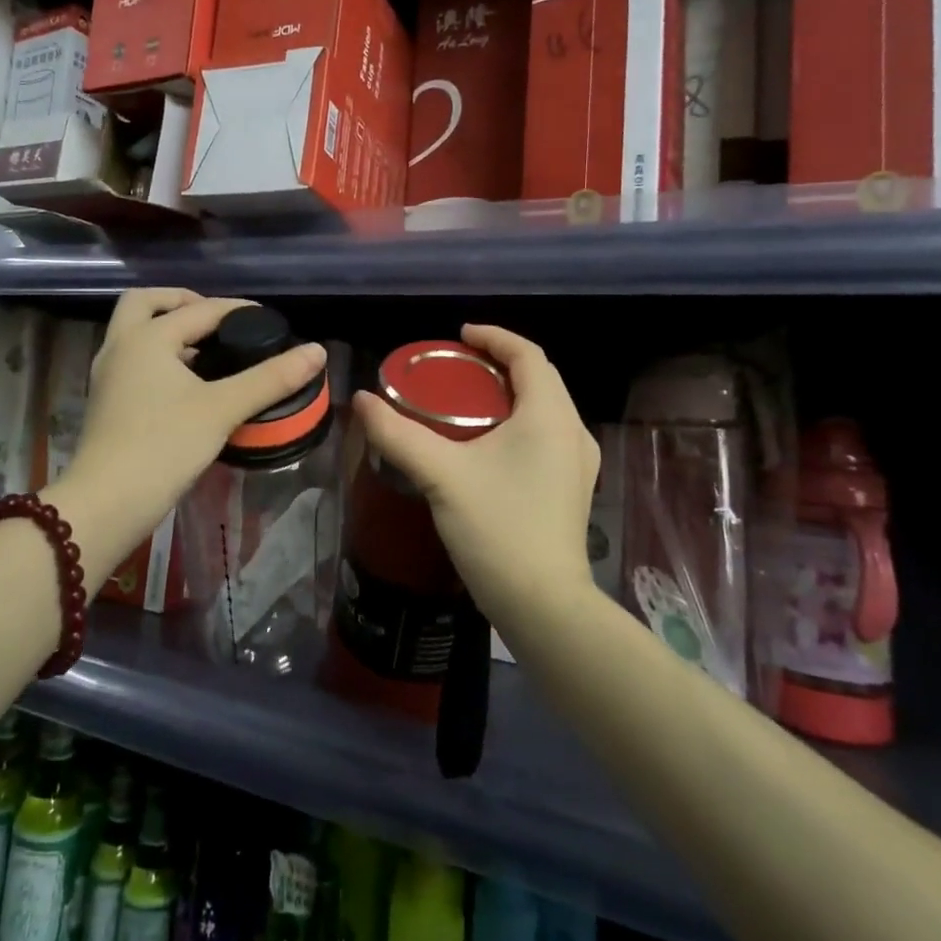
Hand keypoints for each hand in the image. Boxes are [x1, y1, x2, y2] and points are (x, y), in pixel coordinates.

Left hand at [51, 290, 326, 574]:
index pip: (200, 309)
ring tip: (209, 350)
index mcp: (147, 337)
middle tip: (217, 320)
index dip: (238, 310)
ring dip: (167, 329)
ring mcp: (107, 375)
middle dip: (181, 302)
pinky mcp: (106, 401)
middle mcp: (120, 346)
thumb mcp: (223, 409)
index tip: (269, 320)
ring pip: (135, 332)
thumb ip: (270, 378)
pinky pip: (133, 360)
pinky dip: (159, 356)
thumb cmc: (164, 446)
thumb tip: (317, 351)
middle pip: (146, 303)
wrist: (106, 503)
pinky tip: (188, 383)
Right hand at [353, 325, 598, 631]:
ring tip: (469, 398)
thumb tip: (361, 400)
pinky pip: (547, 434)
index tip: (459, 336)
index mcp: (549, 416)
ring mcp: (579, 463)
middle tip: (457, 365)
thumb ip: (397, 434)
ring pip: (545, 407)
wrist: (543, 605)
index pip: (528, 355)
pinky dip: (519, 421)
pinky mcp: (573, 488)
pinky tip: (489, 443)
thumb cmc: (497, 529)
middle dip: (500, 363)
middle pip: (540, 378)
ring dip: (511, 393)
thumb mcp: (441, 475)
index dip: (495, 337)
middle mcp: (573, 431)